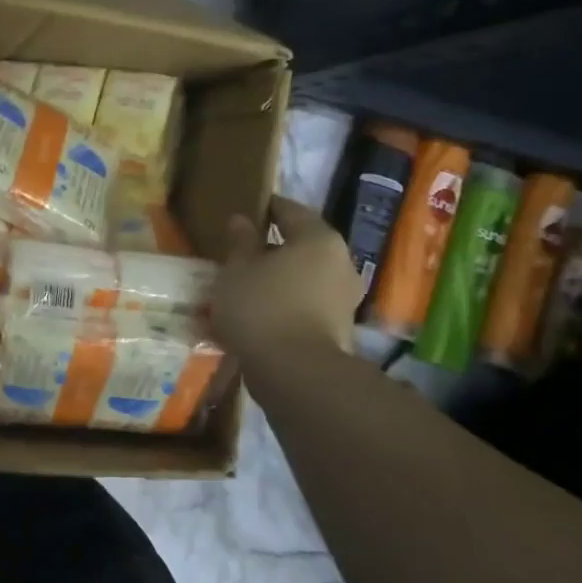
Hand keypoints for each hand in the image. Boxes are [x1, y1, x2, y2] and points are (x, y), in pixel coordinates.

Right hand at [211, 195, 363, 357]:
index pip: (289, 210)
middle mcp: (340, 263)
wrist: (296, 374)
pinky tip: (258, 315)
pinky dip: (284, 304)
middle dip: (270, 249)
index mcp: (318, 239)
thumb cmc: (261, 307)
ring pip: (303, 277)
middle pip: (300, 246)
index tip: (242, 213)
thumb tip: (242, 221)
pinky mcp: (338, 329)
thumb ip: (241, 242)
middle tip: (239, 255)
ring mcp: (344, 298)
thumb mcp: (237, 269)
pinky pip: (305, 305)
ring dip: (277, 279)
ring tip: (244, 288)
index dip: (264, 208)